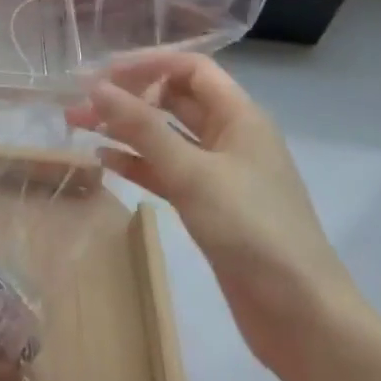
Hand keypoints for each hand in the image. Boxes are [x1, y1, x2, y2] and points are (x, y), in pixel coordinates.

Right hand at [67, 50, 368, 380]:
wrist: (301, 316)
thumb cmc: (251, 230)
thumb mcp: (192, 173)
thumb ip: (142, 128)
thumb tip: (97, 87)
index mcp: (240, 117)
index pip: (191, 69)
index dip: (148, 64)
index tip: (102, 74)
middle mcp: (231, 137)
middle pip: (175, 100)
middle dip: (128, 97)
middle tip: (80, 105)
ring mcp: (220, 174)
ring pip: (166, 137)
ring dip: (126, 129)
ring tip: (80, 128)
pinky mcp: (209, 206)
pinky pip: (167, 171)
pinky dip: (137, 163)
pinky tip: (104, 162)